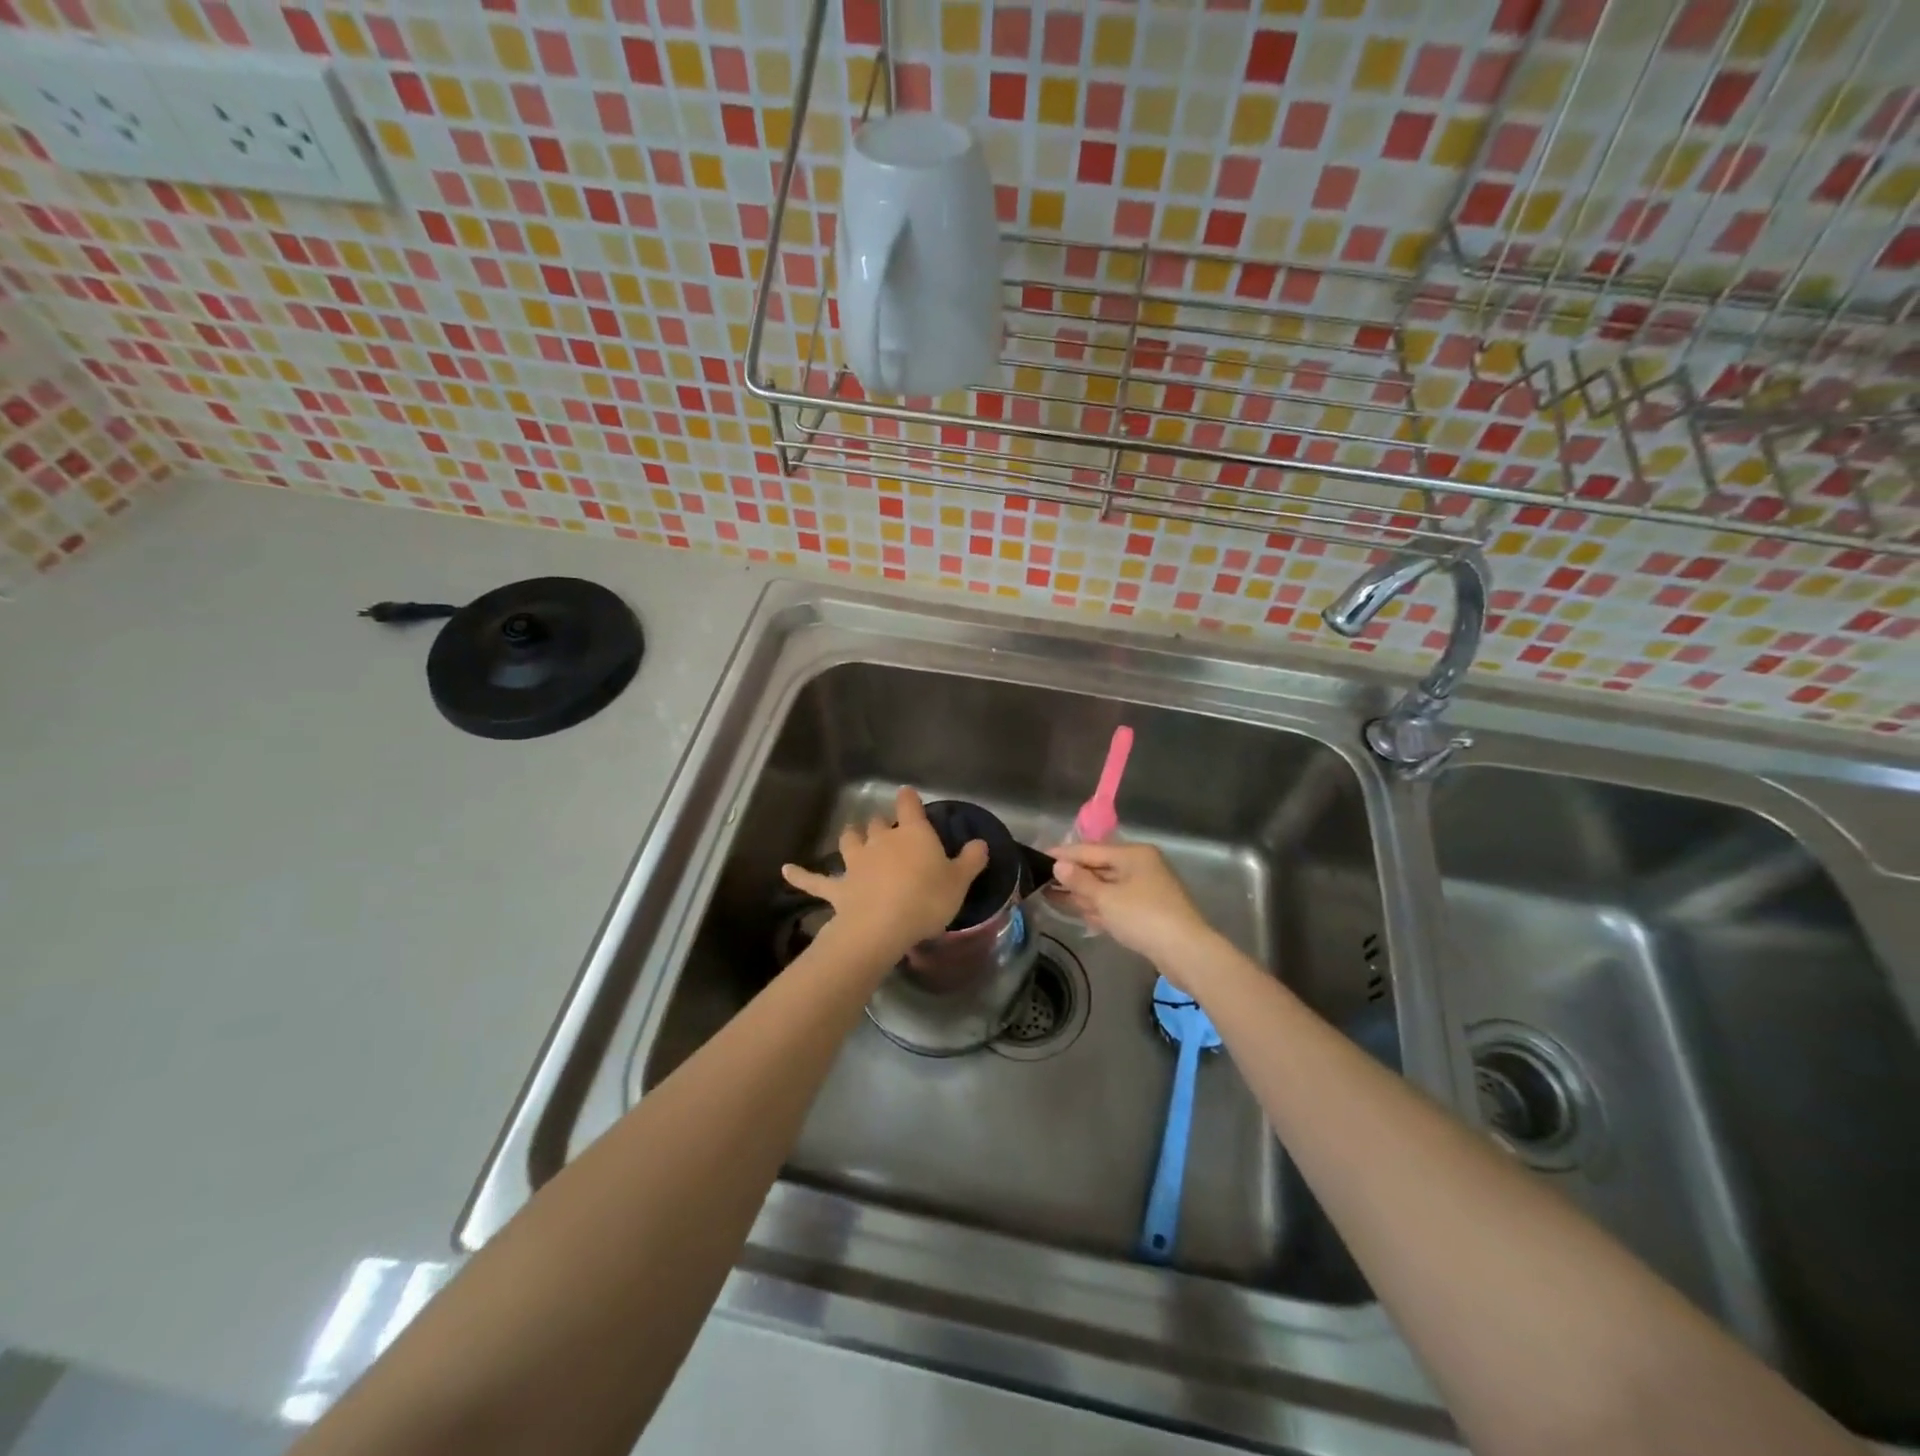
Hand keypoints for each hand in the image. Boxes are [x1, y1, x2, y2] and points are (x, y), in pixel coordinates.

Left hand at [782, 788, 988, 956]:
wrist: (882, 926)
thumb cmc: (927, 899)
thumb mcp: (959, 882)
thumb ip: (971, 860)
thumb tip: (980, 842)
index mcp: (912, 834)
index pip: (909, 806)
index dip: (908, 799)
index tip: (908, 795)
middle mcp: (881, 841)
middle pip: (878, 823)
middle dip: (881, 823)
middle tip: (887, 830)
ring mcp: (856, 863)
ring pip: (849, 840)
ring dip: (851, 837)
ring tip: (852, 835)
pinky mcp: (838, 888)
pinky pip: (815, 880)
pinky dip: (801, 875)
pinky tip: (786, 870)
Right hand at [1048, 841, 1216, 987]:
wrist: (1186, 952)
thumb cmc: (1143, 917)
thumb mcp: (1106, 898)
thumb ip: (1080, 881)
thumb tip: (1058, 866)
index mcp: (1133, 854)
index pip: (1090, 850)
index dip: (1063, 855)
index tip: (1038, 857)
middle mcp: (1140, 867)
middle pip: (1099, 868)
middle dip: (1072, 877)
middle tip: (1041, 881)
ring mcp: (1146, 890)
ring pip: (1107, 888)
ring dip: (1082, 894)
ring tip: (1051, 897)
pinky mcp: (1148, 912)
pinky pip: (1116, 904)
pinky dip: (1099, 908)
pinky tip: (1079, 913)